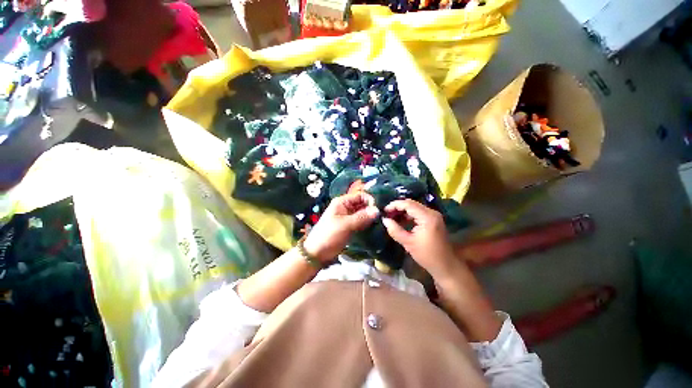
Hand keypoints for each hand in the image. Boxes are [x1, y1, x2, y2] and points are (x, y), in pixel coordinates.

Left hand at [303, 193, 379, 261]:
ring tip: (381, 221)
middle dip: (372, 208)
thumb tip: (378, 210)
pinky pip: (361, 221)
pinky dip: (368, 223)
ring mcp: (349, 217)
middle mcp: (346, 207)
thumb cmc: (329, 235)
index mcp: (342, 202)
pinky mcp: (351, 226)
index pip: (360, 195)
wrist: (317, 252)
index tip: (379, 208)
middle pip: (362, 204)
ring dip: (371, 216)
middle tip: (383, 216)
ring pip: (363, 213)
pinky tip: (375, 226)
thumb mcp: (345, 225)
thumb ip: (361, 217)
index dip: (370, 200)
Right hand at [381, 199, 457, 279]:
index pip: (408, 204)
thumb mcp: (408, 243)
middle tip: (386, 214)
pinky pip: (418, 213)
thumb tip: (384, 220)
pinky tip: (401, 221)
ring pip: (414, 208)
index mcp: (427, 217)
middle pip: (411, 204)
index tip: (384, 210)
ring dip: (402, 211)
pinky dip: (408, 216)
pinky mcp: (433, 220)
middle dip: (397, 207)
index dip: (394, 205)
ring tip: (391, 217)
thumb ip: (395, 230)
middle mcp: (432, 212)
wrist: (446, 266)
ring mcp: (433, 216)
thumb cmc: (427, 255)